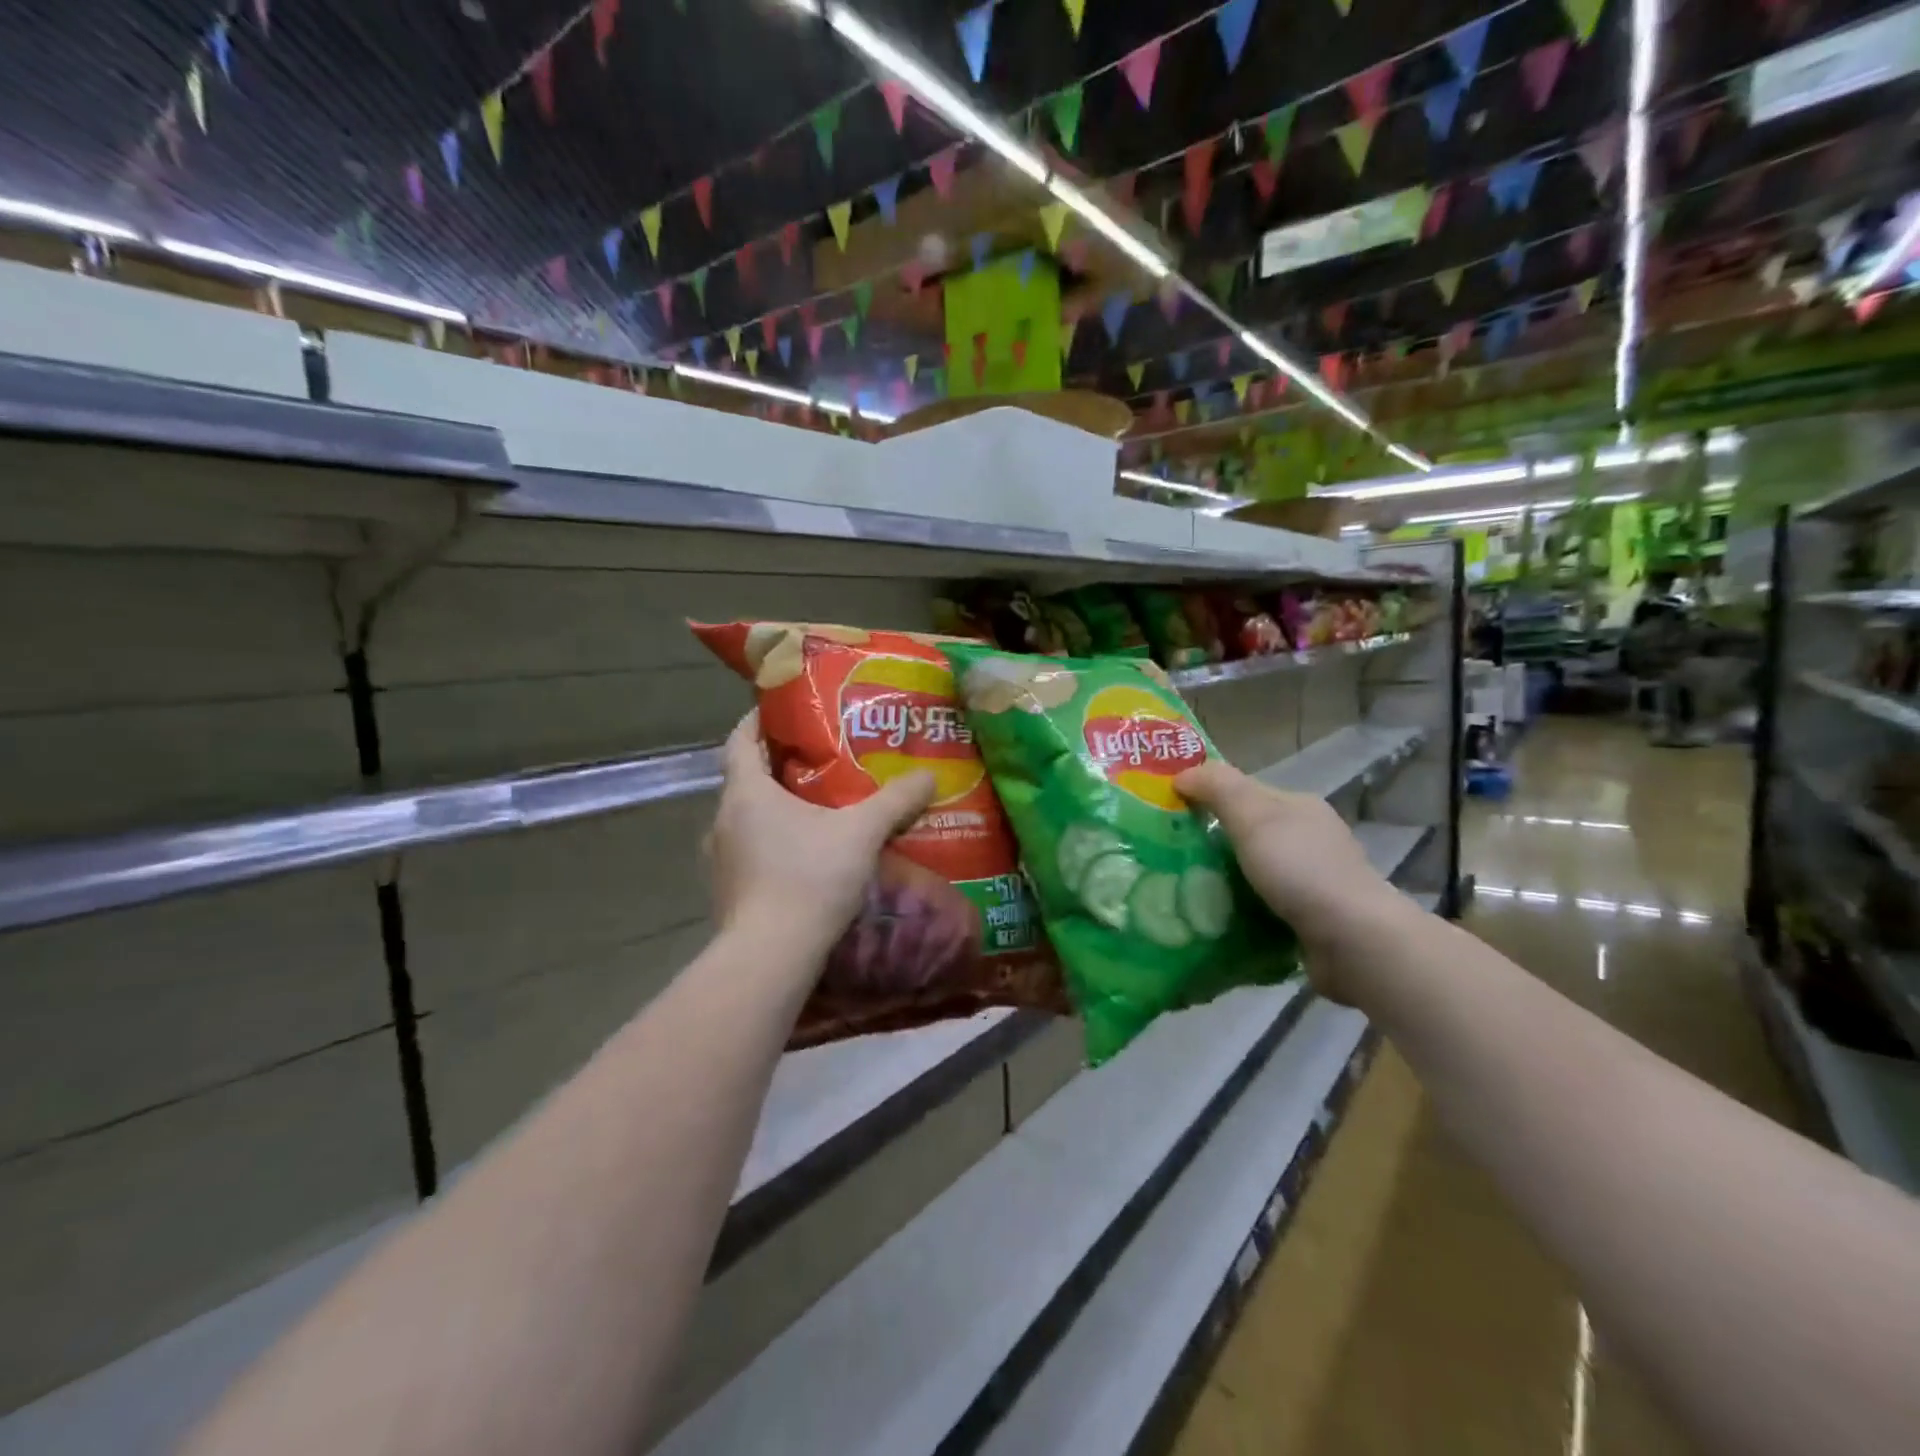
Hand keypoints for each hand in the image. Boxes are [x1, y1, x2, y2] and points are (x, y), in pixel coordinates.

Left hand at [708, 710, 935, 956]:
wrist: (771, 955)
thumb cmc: (809, 878)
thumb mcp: (861, 833)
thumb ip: (896, 801)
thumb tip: (928, 775)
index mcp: (746, 792)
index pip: (740, 739)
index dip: (758, 720)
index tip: (783, 711)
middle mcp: (723, 819)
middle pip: (746, 779)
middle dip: (779, 766)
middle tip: (819, 760)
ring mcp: (720, 858)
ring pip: (748, 818)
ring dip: (776, 808)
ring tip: (817, 808)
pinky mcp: (728, 890)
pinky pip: (750, 850)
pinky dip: (773, 842)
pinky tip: (806, 856)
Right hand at [1174, 760, 1403, 1002]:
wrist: (1354, 942)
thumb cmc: (1301, 870)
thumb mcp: (1254, 816)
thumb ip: (1218, 788)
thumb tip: (1181, 774)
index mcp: (1300, 808)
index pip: (1245, 793)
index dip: (1208, 797)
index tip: (1169, 815)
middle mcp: (1309, 841)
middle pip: (1248, 835)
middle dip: (1212, 845)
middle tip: (1168, 858)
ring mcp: (1313, 883)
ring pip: (1253, 874)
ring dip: (1223, 883)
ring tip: (1182, 894)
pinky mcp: (1311, 921)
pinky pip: (1263, 909)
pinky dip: (1240, 913)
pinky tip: (1214, 923)